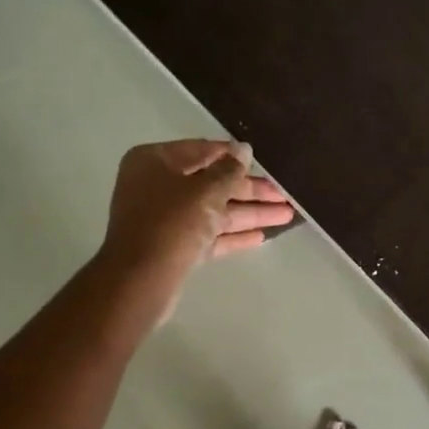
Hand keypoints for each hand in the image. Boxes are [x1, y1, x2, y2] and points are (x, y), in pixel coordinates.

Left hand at [97, 139, 293, 319]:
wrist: (141, 279)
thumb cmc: (171, 223)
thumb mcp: (205, 190)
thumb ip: (229, 170)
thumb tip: (243, 149)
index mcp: (155, 162)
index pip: (202, 150)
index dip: (234, 156)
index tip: (262, 161)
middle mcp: (158, 187)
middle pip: (212, 184)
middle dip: (250, 191)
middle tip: (285, 195)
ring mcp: (166, 219)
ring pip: (214, 211)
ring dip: (250, 213)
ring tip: (287, 215)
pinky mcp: (175, 247)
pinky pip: (209, 235)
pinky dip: (233, 235)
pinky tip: (261, 236)